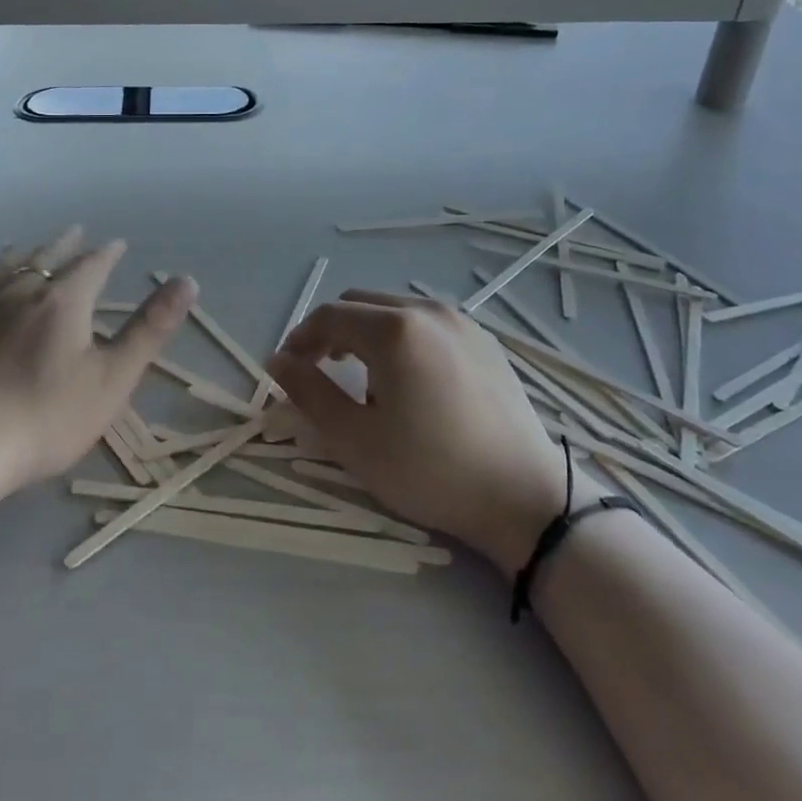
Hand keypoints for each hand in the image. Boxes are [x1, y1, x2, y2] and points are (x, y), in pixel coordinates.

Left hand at [0, 228, 194, 503]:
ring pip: (8, 267)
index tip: (118, 244)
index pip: (92, 265)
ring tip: (32, 247)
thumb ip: (150, 328)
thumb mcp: (113, 379)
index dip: (108, 253)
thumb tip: (188, 280)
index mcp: (63, 301)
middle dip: (66, 245)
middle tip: (77, 232)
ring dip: (27, 253)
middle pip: (48, 258)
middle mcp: (21, 292)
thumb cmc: (44, 419)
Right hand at [268, 291, 602, 574]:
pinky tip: (409, 380)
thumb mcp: (355, 440)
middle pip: (360, 303)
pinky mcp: (484, 340)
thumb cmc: (431, 471)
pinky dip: (401, 337)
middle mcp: (427, 311)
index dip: (300, 338)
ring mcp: (461, 322)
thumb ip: (309, 392)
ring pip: (394, 309)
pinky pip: (427, 323)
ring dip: (366, 332)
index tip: (287, 368)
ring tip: (364, 378)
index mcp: (394, 329)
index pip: (329, 316)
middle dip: (331, 331)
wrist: (524, 497)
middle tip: (319, 370)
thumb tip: (277, 360)